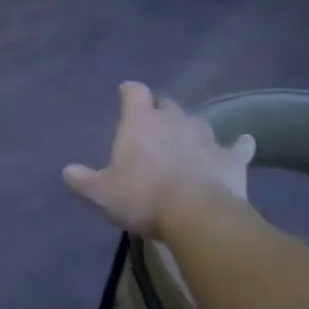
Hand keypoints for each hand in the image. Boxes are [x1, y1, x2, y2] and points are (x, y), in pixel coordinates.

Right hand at [63, 83, 257, 237]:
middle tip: (154, 129)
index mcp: (140, 121)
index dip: (129, 93)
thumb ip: (83, 180)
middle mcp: (174, 119)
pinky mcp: (232, 157)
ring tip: (188, 142)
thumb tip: (67, 172)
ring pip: (198, 121)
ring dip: (191, 129)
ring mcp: (206, 136)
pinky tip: (242, 146)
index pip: (134, 91)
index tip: (126, 96)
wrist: (197, 217)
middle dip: (161, 112)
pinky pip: (238, 145)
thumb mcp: (102, 194)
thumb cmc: (143, 198)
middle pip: (167, 103)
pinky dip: (238, 145)